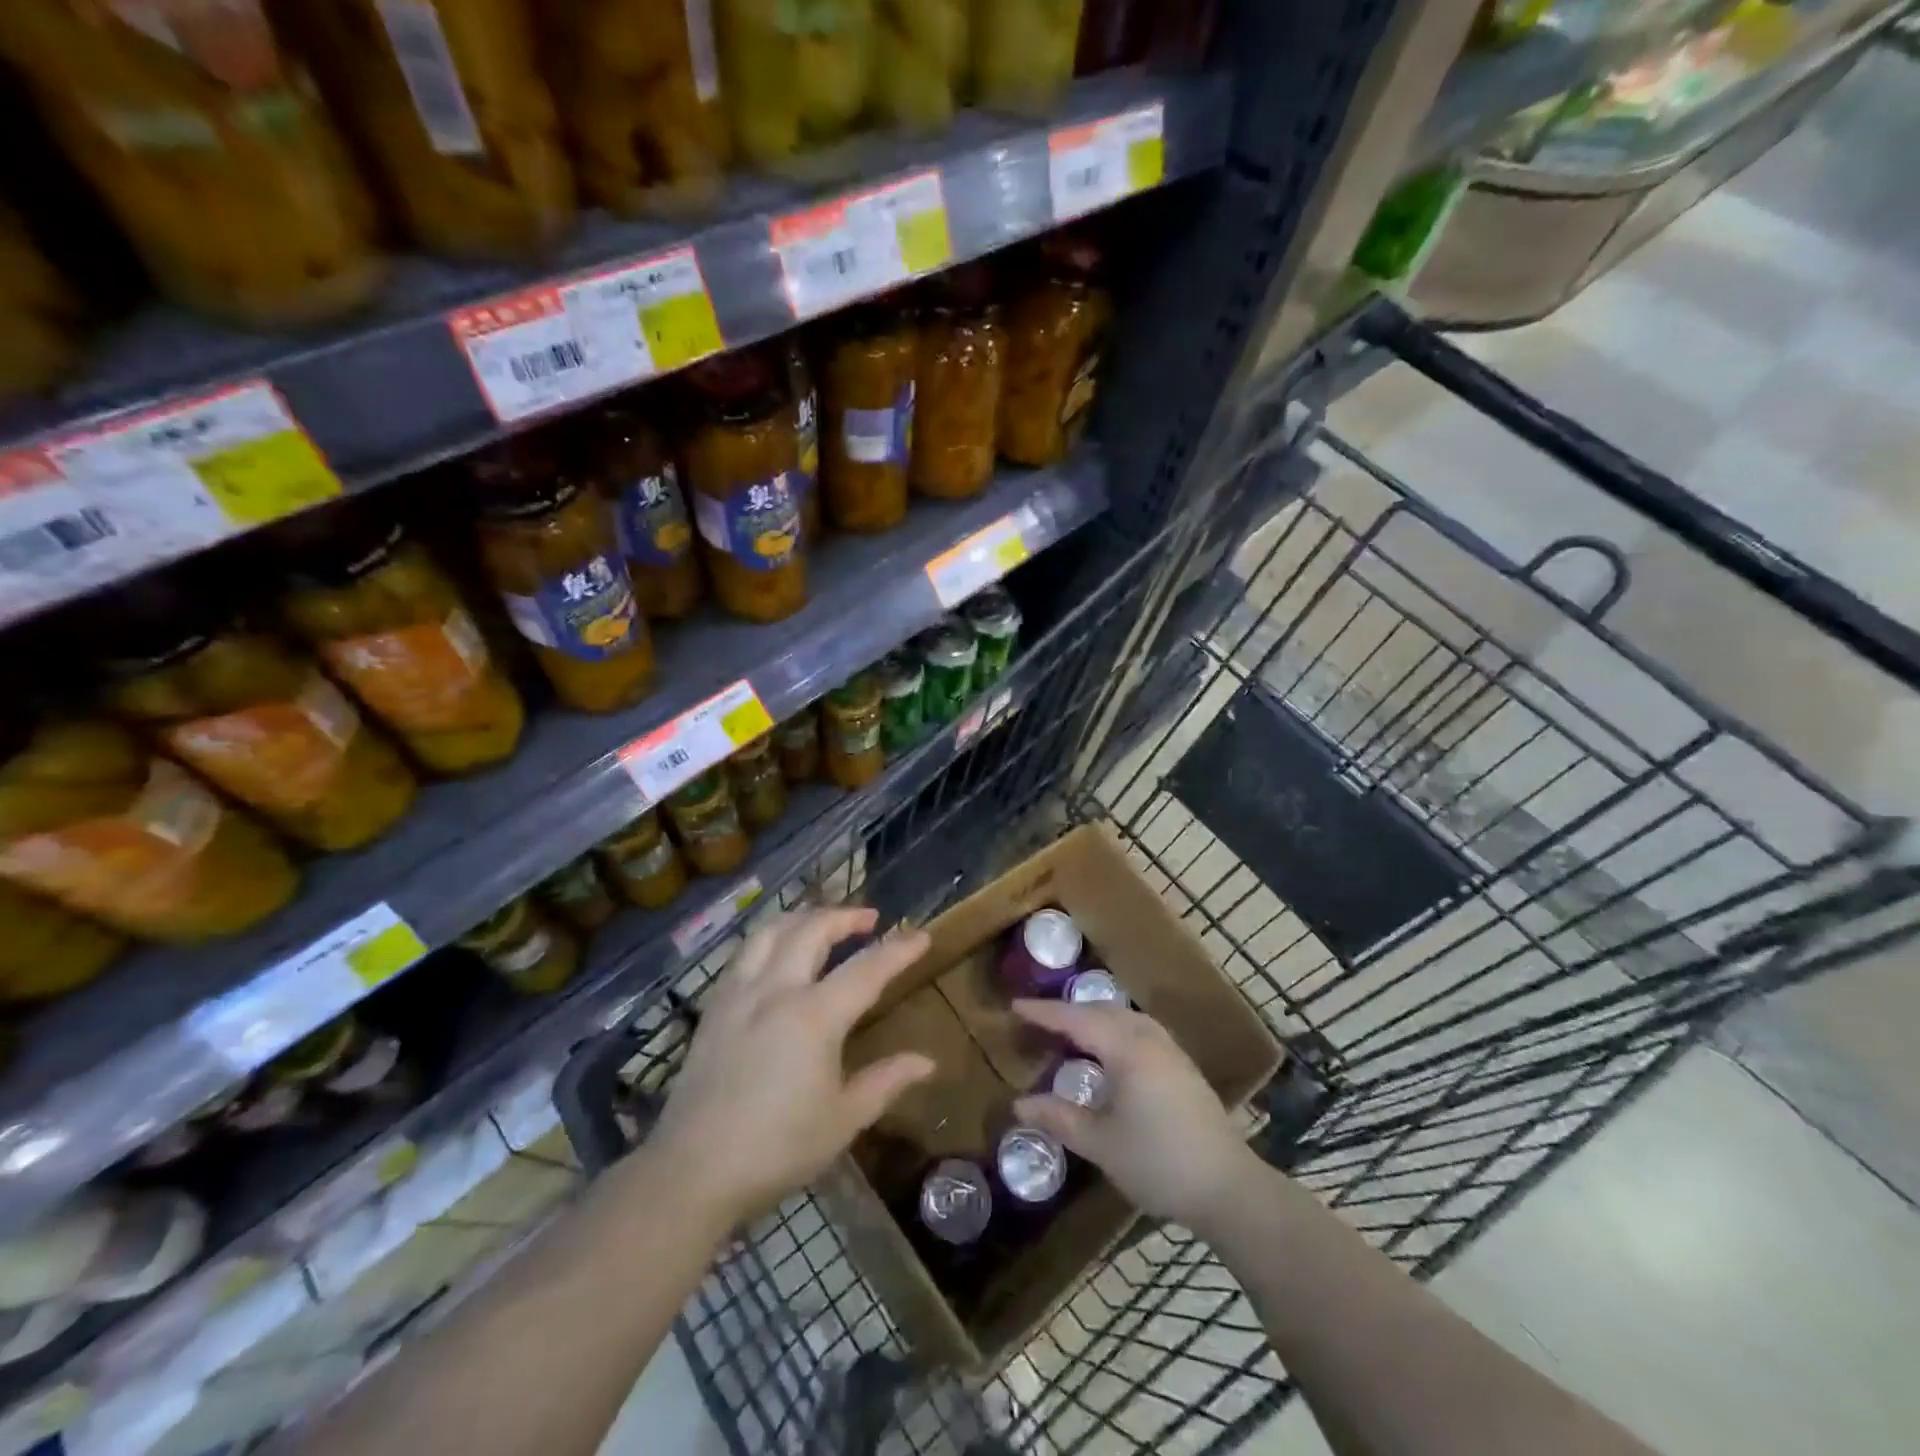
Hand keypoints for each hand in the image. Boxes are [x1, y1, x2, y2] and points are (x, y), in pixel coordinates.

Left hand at [648, 908, 934, 1223]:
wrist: (693, 1171)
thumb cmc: (777, 1148)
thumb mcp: (842, 1120)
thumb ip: (885, 1082)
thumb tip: (927, 1062)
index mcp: (814, 1017)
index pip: (867, 969)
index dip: (898, 950)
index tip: (921, 935)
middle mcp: (776, 991)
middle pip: (812, 930)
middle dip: (845, 916)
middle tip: (869, 918)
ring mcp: (739, 994)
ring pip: (771, 930)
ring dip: (803, 917)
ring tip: (822, 922)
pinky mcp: (714, 1007)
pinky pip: (744, 952)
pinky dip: (768, 938)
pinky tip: (776, 953)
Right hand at [1011, 999, 1253, 1229]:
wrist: (1228, 1187)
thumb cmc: (1158, 1162)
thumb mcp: (1101, 1144)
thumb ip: (1060, 1118)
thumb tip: (1019, 1105)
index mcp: (1126, 1049)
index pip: (1076, 1019)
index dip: (1044, 1013)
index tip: (1015, 1006)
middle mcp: (1149, 1039)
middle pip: (1101, 1011)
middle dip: (1068, 1011)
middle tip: (1038, 1019)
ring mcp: (1171, 1051)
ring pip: (1124, 1018)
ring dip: (1094, 1017)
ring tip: (1070, 1030)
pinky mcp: (1183, 1067)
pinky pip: (1139, 1030)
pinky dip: (1115, 1029)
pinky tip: (1109, 1051)